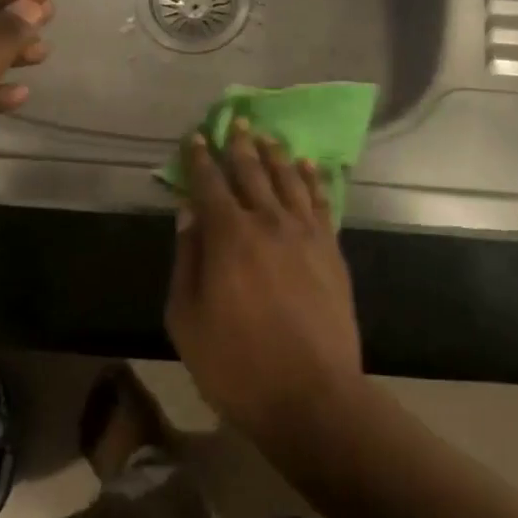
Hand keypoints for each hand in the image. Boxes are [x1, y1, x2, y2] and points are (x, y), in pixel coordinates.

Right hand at [164, 122, 364, 444]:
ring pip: (287, 178)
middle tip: (236, 121)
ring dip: (275, 153)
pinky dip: (311, 178)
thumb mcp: (187, 321)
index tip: (196, 137)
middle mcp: (267, 221)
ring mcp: (304, 232)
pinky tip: (307, 165)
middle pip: (251, 171)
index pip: (210, 183)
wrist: (312, 396)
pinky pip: (320, 200)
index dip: (200, 158)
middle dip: (239, 144)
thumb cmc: (237, 366)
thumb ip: (186, 260)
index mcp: (228, 236)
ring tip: (267, 135)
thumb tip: (188, 213)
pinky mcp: (330, 247)